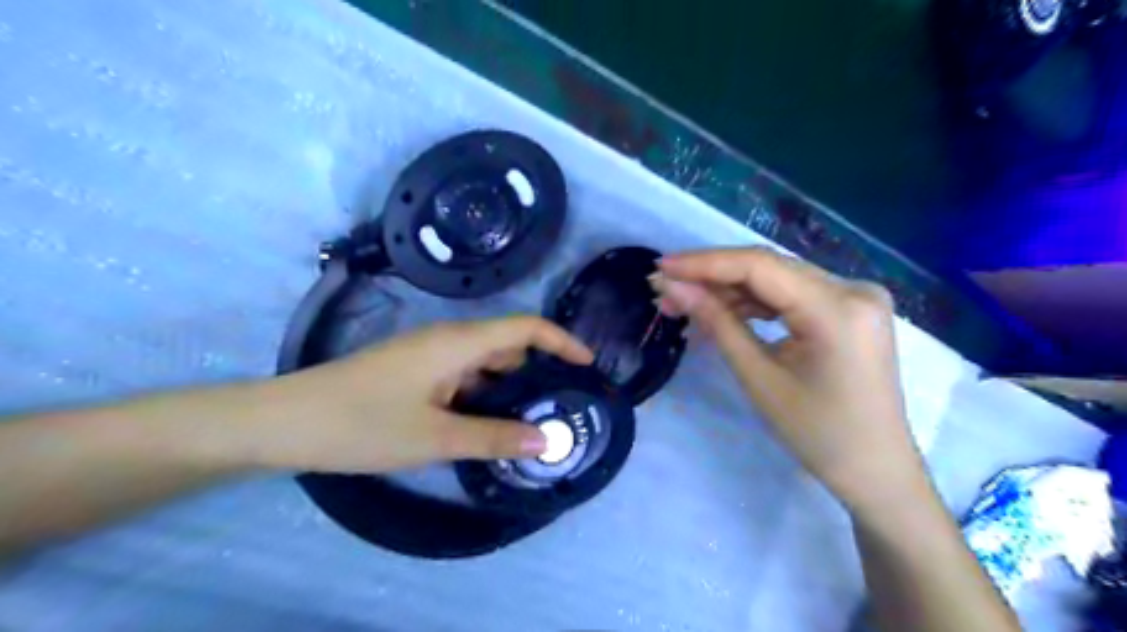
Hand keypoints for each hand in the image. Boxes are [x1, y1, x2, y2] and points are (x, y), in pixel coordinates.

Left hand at [242, 316, 591, 474]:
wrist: (284, 421)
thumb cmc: (362, 424)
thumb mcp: (435, 437)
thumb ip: (495, 437)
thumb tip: (548, 439)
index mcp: (458, 343)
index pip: (526, 327)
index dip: (562, 341)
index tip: (588, 365)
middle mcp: (448, 339)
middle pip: (508, 344)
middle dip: (540, 368)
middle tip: (565, 403)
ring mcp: (428, 355)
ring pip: (485, 362)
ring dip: (511, 385)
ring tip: (534, 418)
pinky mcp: (414, 370)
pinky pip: (463, 375)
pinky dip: (484, 393)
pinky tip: (489, 422)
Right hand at [652, 246, 924, 512]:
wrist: (875, 469)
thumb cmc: (817, 434)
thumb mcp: (759, 378)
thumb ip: (716, 323)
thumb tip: (672, 288)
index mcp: (838, 309)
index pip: (759, 266)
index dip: (705, 263)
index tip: (662, 266)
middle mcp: (853, 289)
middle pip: (768, 268)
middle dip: (711, 276)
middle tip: (664, 288)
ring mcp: (855, 296)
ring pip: (777, 279)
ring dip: (729, 289)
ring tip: (683, 303)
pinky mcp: (848, 308)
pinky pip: (792, 294)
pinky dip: (754, 302)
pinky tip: (720, 311)